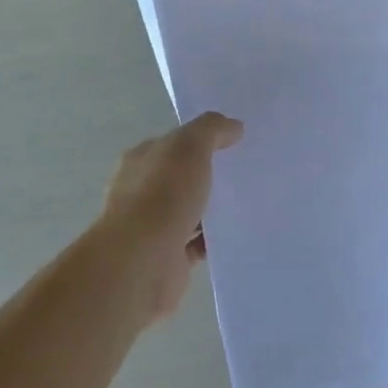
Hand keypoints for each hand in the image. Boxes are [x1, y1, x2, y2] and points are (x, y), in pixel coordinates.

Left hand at [93, 112, 242, 321]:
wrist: (143, 261)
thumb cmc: (163, 194)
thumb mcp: (190, 145)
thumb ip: (212, 129)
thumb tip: (234, 127)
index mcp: (141, 160)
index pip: (172, 143)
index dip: (199, 140)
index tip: (233, 142)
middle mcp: (141, 191)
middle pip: (181, 177)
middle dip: (207, 175)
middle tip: (243, 173)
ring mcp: (152, 227)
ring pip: (189, 211)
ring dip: (211, 210)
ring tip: (246, 203)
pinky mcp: (167, 258)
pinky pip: (196, 244)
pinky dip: (213, 240)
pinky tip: (235, 234)